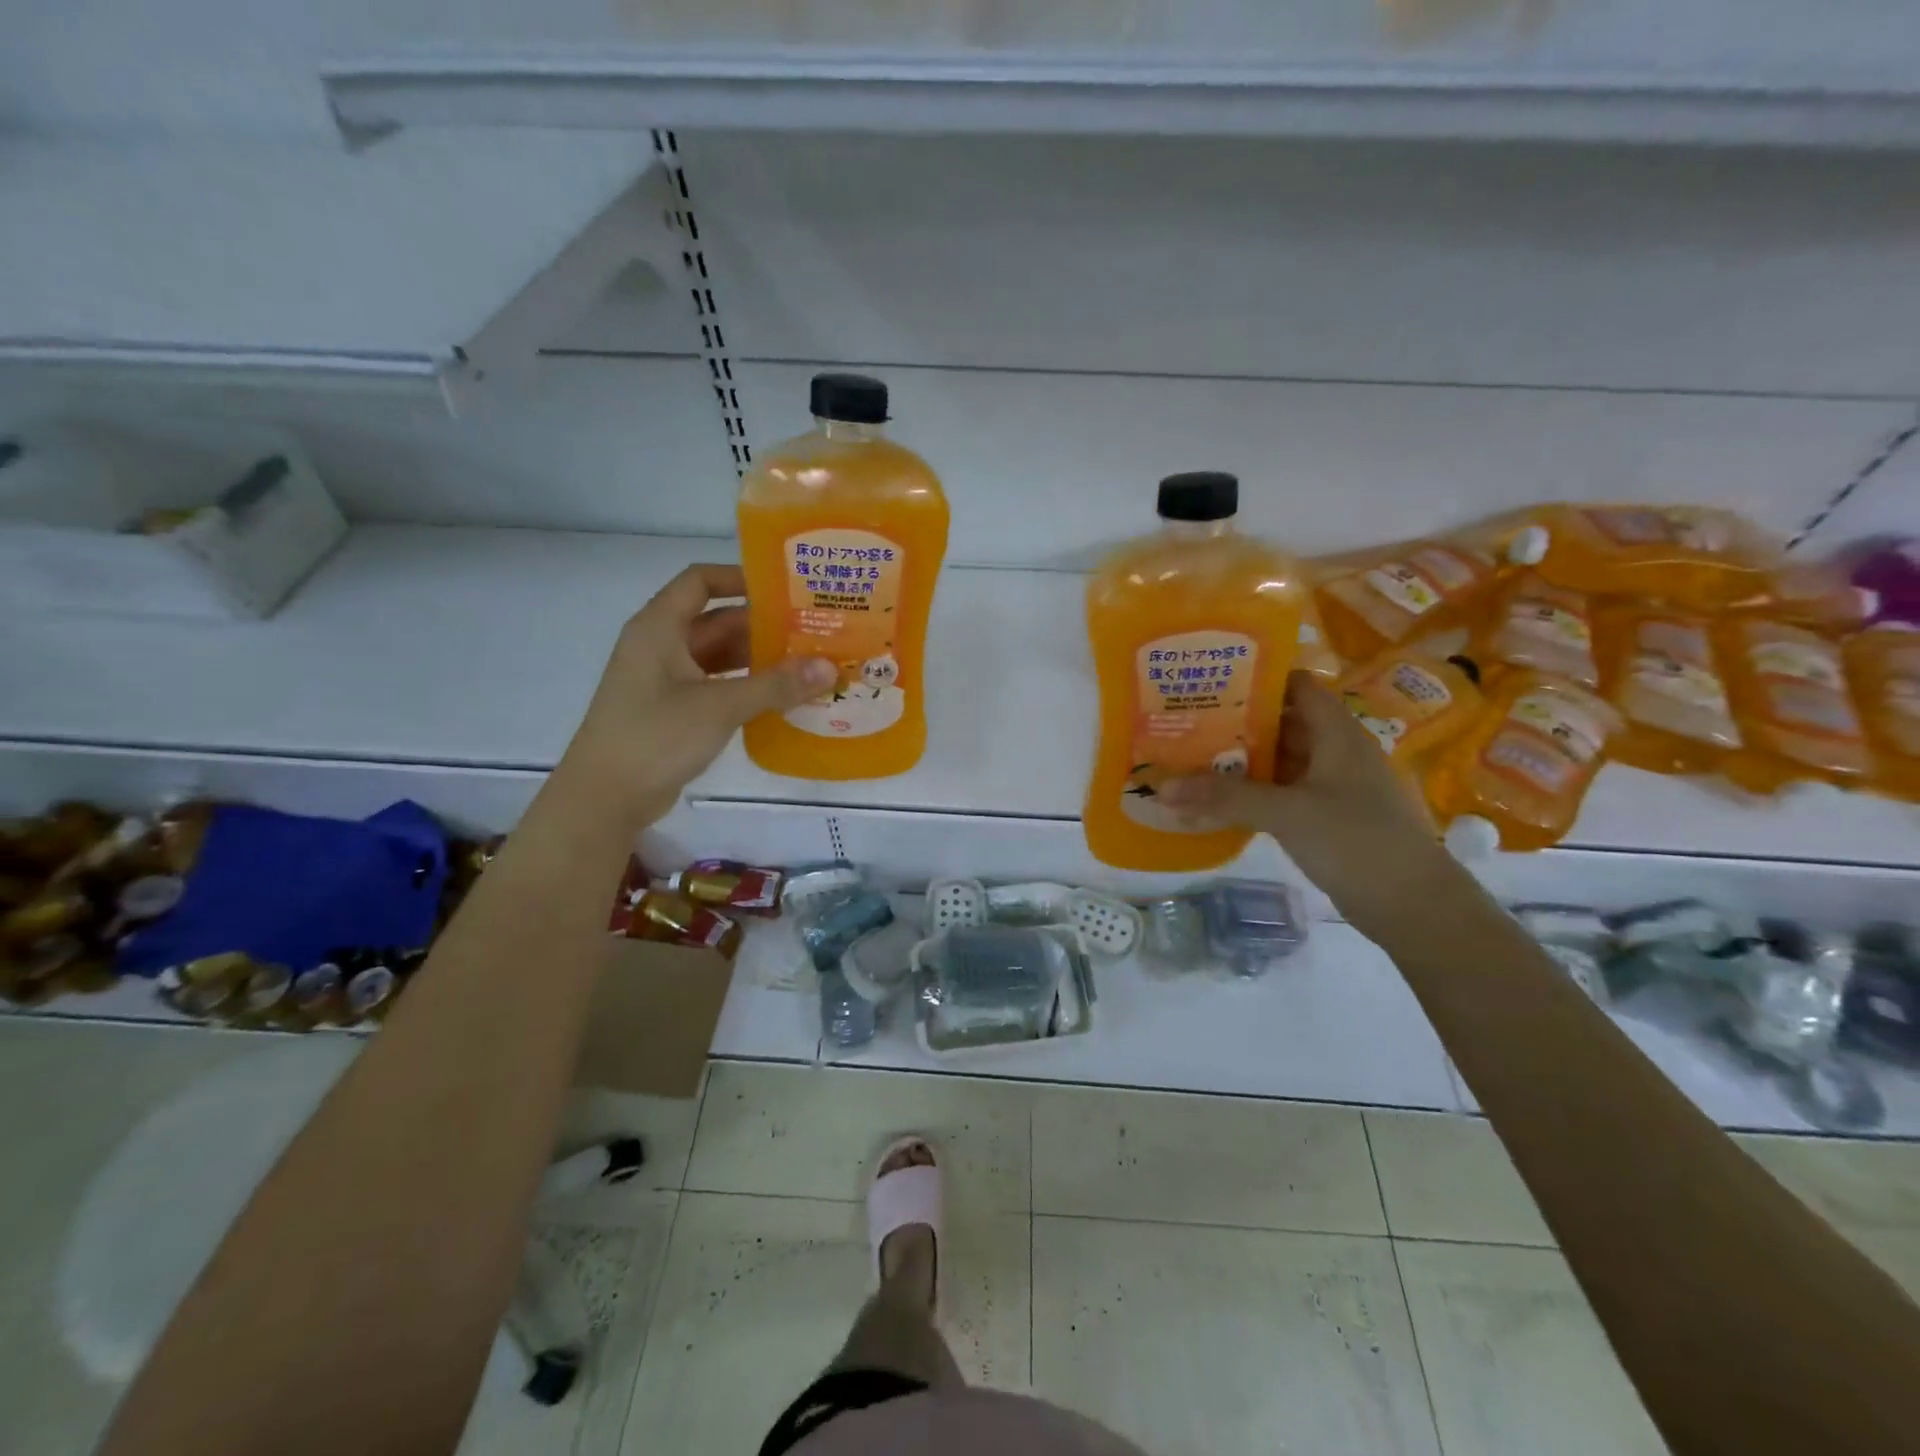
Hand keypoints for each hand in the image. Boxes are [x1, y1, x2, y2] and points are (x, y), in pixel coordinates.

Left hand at [559, 565, 833, 826]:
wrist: (605, 797)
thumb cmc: (655, 737)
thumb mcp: (720, 706)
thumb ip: (775, 685)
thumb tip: (829, 667)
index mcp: (659, 628)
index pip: (700, 581)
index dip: (740, 578)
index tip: (784, 589)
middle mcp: (660, 645)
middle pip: (717, 620)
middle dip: (763, 625)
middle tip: (812, 631)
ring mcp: (665, 680)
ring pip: (719, 656)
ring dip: (758, 659)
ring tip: (807, 663)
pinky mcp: (673, 710)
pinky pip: (716, 685)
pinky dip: (746, 686)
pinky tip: (781, 697)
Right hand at [1160, 672, 1460, 934]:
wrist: (1412, 904)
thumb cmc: (1355, 840)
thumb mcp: (1287, 812)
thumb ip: (1225, 797)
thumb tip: (1163, 787)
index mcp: (1336, 733)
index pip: (1296, 686)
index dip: (1257, 677)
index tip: (1210, 679)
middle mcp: (1335, 752)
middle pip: (1281, 723)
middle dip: (1236, 722)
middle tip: (1185, 721)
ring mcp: (1332, 787)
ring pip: (1279, 761)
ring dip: (1240, 762)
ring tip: (1190, 758)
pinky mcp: (1326, 818)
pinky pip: (1282, 794)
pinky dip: (1252, 794)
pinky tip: (1217, 801)